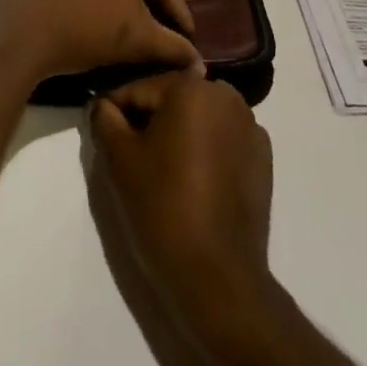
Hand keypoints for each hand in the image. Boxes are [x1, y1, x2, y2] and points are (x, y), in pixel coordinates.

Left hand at [0, 0, 202, 84]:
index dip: (182, 16)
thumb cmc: (87, 28)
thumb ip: (173, 48)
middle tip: (175, 24)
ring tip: (146, 12)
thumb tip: (200, 66)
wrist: (21, 28)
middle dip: (158, 0)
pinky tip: (109, 2)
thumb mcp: (137, 40)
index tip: (191, 41)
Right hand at [88, 71, 274, 328]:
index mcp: (191, 88)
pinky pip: (222, 140)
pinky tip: (193, 182)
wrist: (217, 277)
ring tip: (161, 170)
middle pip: (172, 99)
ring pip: (198, 118)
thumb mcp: (119, 160)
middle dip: (150, 120)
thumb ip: (105, 119)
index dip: (116, 111)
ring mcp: (250, 127)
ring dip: (178, 133)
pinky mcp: (263, 158)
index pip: (139, 89)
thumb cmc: (163, 208)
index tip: (103, 134)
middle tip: (130, 155)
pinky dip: (205, 150)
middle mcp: (226, 96)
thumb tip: (103, 105)